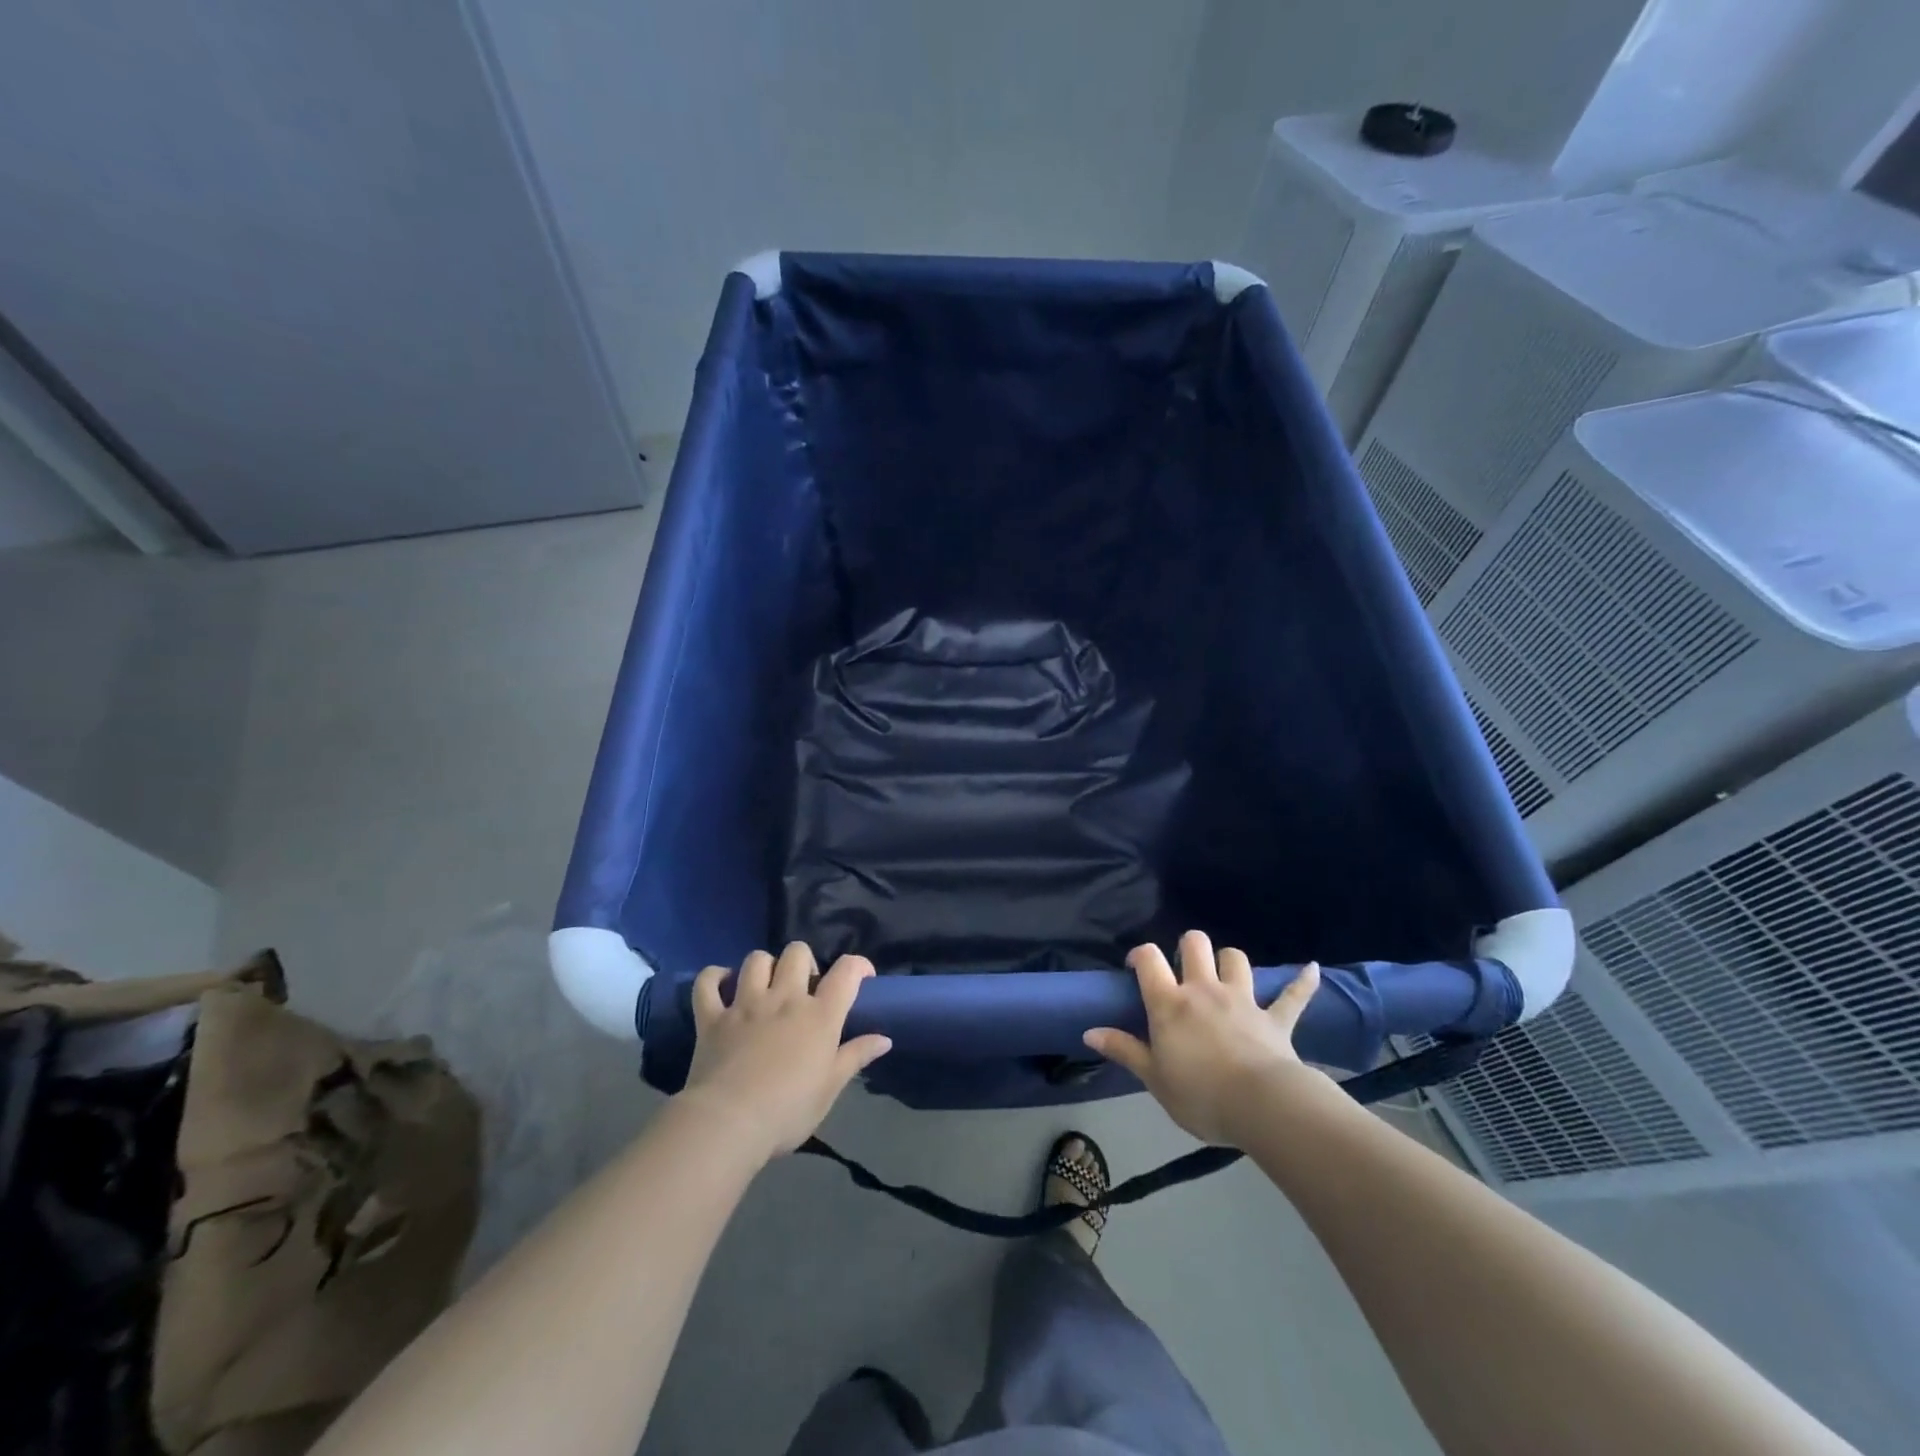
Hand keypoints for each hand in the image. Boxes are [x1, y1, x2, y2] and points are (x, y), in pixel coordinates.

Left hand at [680, 943, 891, 1163]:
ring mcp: (745, 1003)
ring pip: (756, 960)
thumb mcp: (830, 1088)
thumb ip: (856, 1056)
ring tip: (766, 986)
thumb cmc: (787, 1111)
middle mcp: (784, 998)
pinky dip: (713, 977)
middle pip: (797, 953)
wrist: (728, 1123)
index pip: (846, 971)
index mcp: (819, 1015)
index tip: (862, 977)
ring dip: (764, 966)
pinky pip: (707, 982)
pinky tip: (721, 982)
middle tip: (804, 987)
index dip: (858, 965)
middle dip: (804, 961)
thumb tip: (884, 1039)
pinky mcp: (712, 1017)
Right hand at [1084, 930, 1325, 1146]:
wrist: (1262, 1107)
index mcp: (1170, 1003)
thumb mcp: (1154, 1078)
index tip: (1137, 967)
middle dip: (1187, 947)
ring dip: (1229, 961)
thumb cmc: (1200, 1094)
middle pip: (1195, 945)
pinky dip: (1302, 981)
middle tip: (1183, 968)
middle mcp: (1204, 990)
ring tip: (1225, 973)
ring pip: (1236, 960)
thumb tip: (1089, 1031)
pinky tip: (1312, 969)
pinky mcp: (1276, 1019)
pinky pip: (1293, 995)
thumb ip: (1124, 1050)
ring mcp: (1242, 1000)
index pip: (1149, 959)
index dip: (1141, 954)